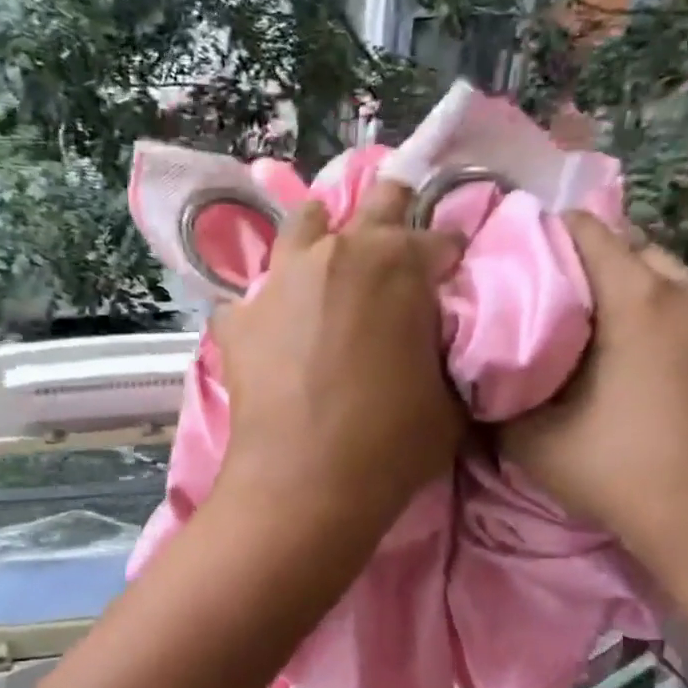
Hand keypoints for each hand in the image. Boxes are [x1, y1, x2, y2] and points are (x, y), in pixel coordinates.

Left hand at [212, 181, 465, 535]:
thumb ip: (444, 353)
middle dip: (391, 214)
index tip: (450, 276)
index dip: (449, 259)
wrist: (305, 483)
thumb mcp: (449, 399)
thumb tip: (433, 342)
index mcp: (400, 263)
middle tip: (396, 242)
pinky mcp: (238, 320)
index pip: (440, 239)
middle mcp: (337, 254)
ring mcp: (279, 281)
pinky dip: (266, 309)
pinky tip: (271, 332)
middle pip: (372, 205)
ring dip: (321, 238)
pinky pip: (251, 299)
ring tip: (327, 265)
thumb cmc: (391, 444)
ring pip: (301, 228)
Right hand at [501, 213, 687, 625]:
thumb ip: (498, 396)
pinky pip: (684, 305)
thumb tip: (478, 372)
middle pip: (625, 245)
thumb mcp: (535, 442)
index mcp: (640, 298)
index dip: (537, 236)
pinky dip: (648, 312)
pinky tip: (622, 356)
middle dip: (577, 262)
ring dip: (616, 289)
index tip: (505, 265)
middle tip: (535, 300)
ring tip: (576, 328)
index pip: (584, 227)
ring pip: (659, 274)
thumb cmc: (628, 476)